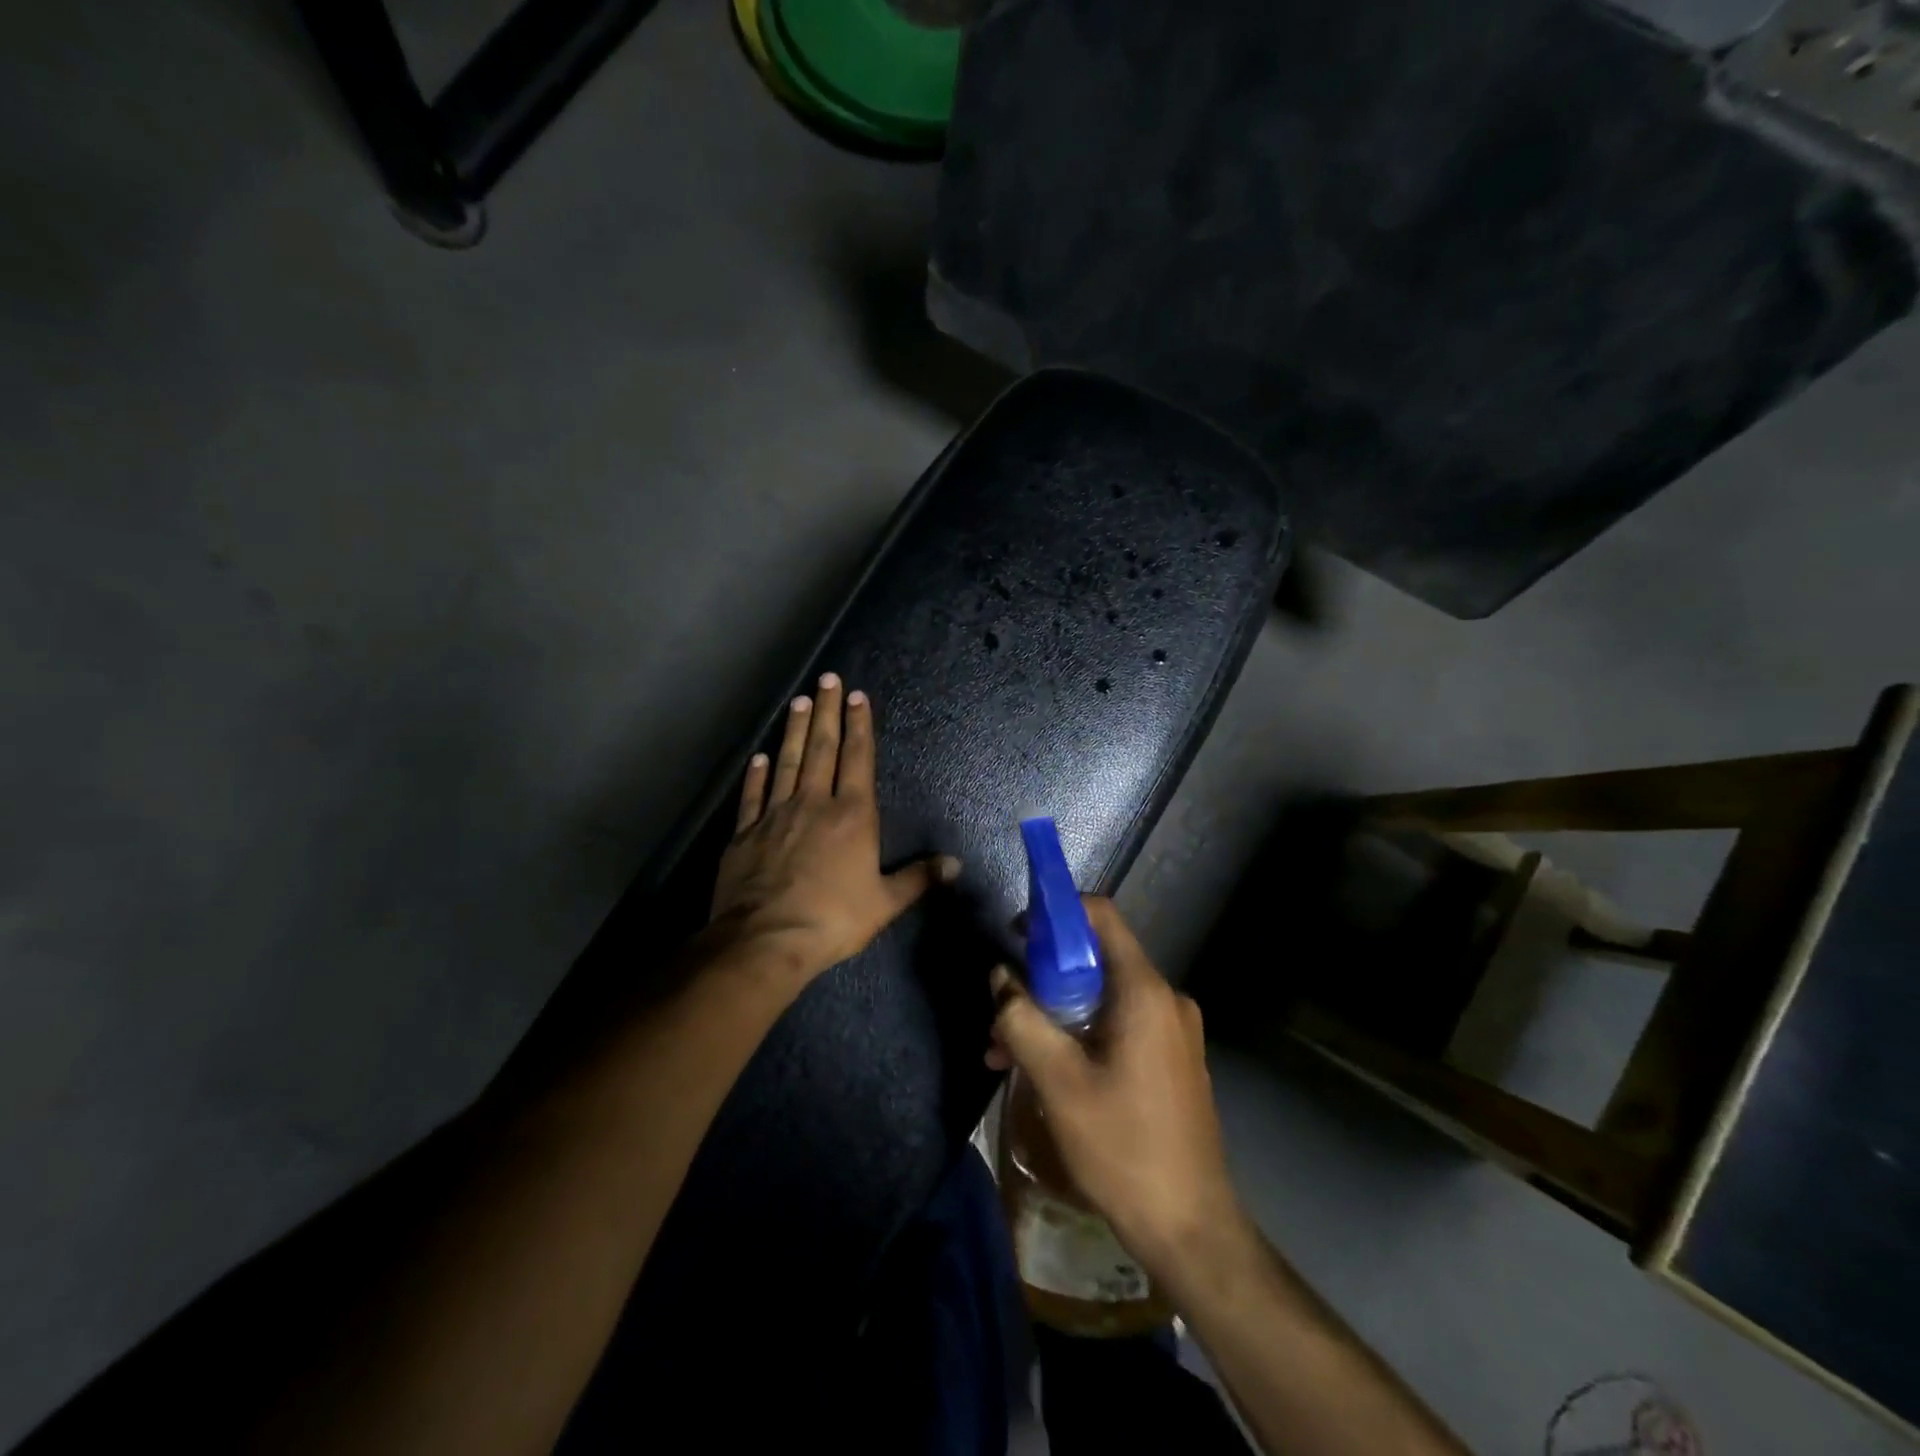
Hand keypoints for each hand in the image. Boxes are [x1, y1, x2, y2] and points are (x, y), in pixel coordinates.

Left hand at [710, 673, 958, 980]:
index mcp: (852, 815)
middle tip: (826, 678)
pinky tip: (759, 756)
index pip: (857, 759)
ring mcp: (776, 815)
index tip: (856, 696)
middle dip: (826, 712)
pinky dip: (756, 774)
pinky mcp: (746, 833)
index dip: (859, 726)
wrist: (766, 939)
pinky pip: (753, 795)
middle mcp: (813, 803)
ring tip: (798, 701)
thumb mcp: (885, 902)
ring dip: (792, 730)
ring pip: (786, 762)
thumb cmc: (833, 919)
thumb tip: (955, 864)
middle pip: (821, 748)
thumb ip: (919, 878)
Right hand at [988, 898, 1242, 1268]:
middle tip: (1002, 1010)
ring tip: (1006, 1052)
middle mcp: (1165, 999)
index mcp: (1145, 991)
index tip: (1016, 934)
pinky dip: (1079, 1035)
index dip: (1056, 914)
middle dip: (1042, 978)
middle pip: (1096, 959)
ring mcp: (1172, 1030)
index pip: (1101, 916)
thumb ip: (1022, 1020)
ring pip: (1102, 997)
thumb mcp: (1058, 1081)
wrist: (1192, 1230)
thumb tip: (999, 977)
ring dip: (1053, 1015)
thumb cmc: (1124, 1148)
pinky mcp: (1170, 1059)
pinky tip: (1045, 1072)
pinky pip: (1117, 1026)